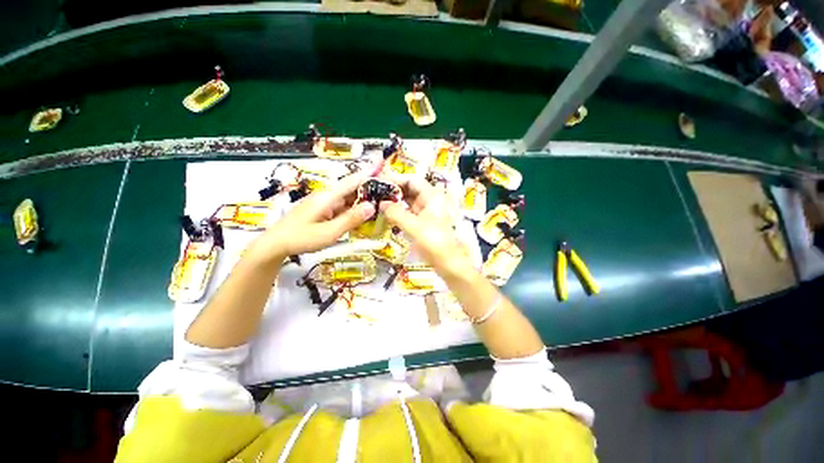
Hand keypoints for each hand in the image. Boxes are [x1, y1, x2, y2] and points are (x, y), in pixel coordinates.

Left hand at [250, 172, 375, 262]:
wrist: (276, 244)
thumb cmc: (301, 238)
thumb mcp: (329, 232)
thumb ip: (350, 219)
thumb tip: (372, 206)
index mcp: (328, 196)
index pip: (352, 180)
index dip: (368, 171)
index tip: (382, 163)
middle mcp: (328, 196)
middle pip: (352, 188)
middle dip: (370, 186)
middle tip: (389, 189)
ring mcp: (325, 203)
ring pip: (349, 198)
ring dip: (364, 198)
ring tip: (382, 201)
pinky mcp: (324, 210)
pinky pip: (344, 206)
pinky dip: (355, 208)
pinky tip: (364, 214)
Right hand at [379, 176, 474, 278]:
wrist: (448, 262)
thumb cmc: (433, 242)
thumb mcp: (413, 226)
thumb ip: (395, 213)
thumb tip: (381, 203)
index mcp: (432, 196)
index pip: (412, 180)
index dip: (395, 179)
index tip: (378, 181)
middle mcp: (430, 200)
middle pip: (410, 189)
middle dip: (393, 191)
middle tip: (374, 193)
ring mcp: (427, 211)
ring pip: (409, 201)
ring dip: (395, 201)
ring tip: (377, 202)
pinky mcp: (423, 222)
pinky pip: (409, 212)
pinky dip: (398, 211)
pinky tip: (387, 214)